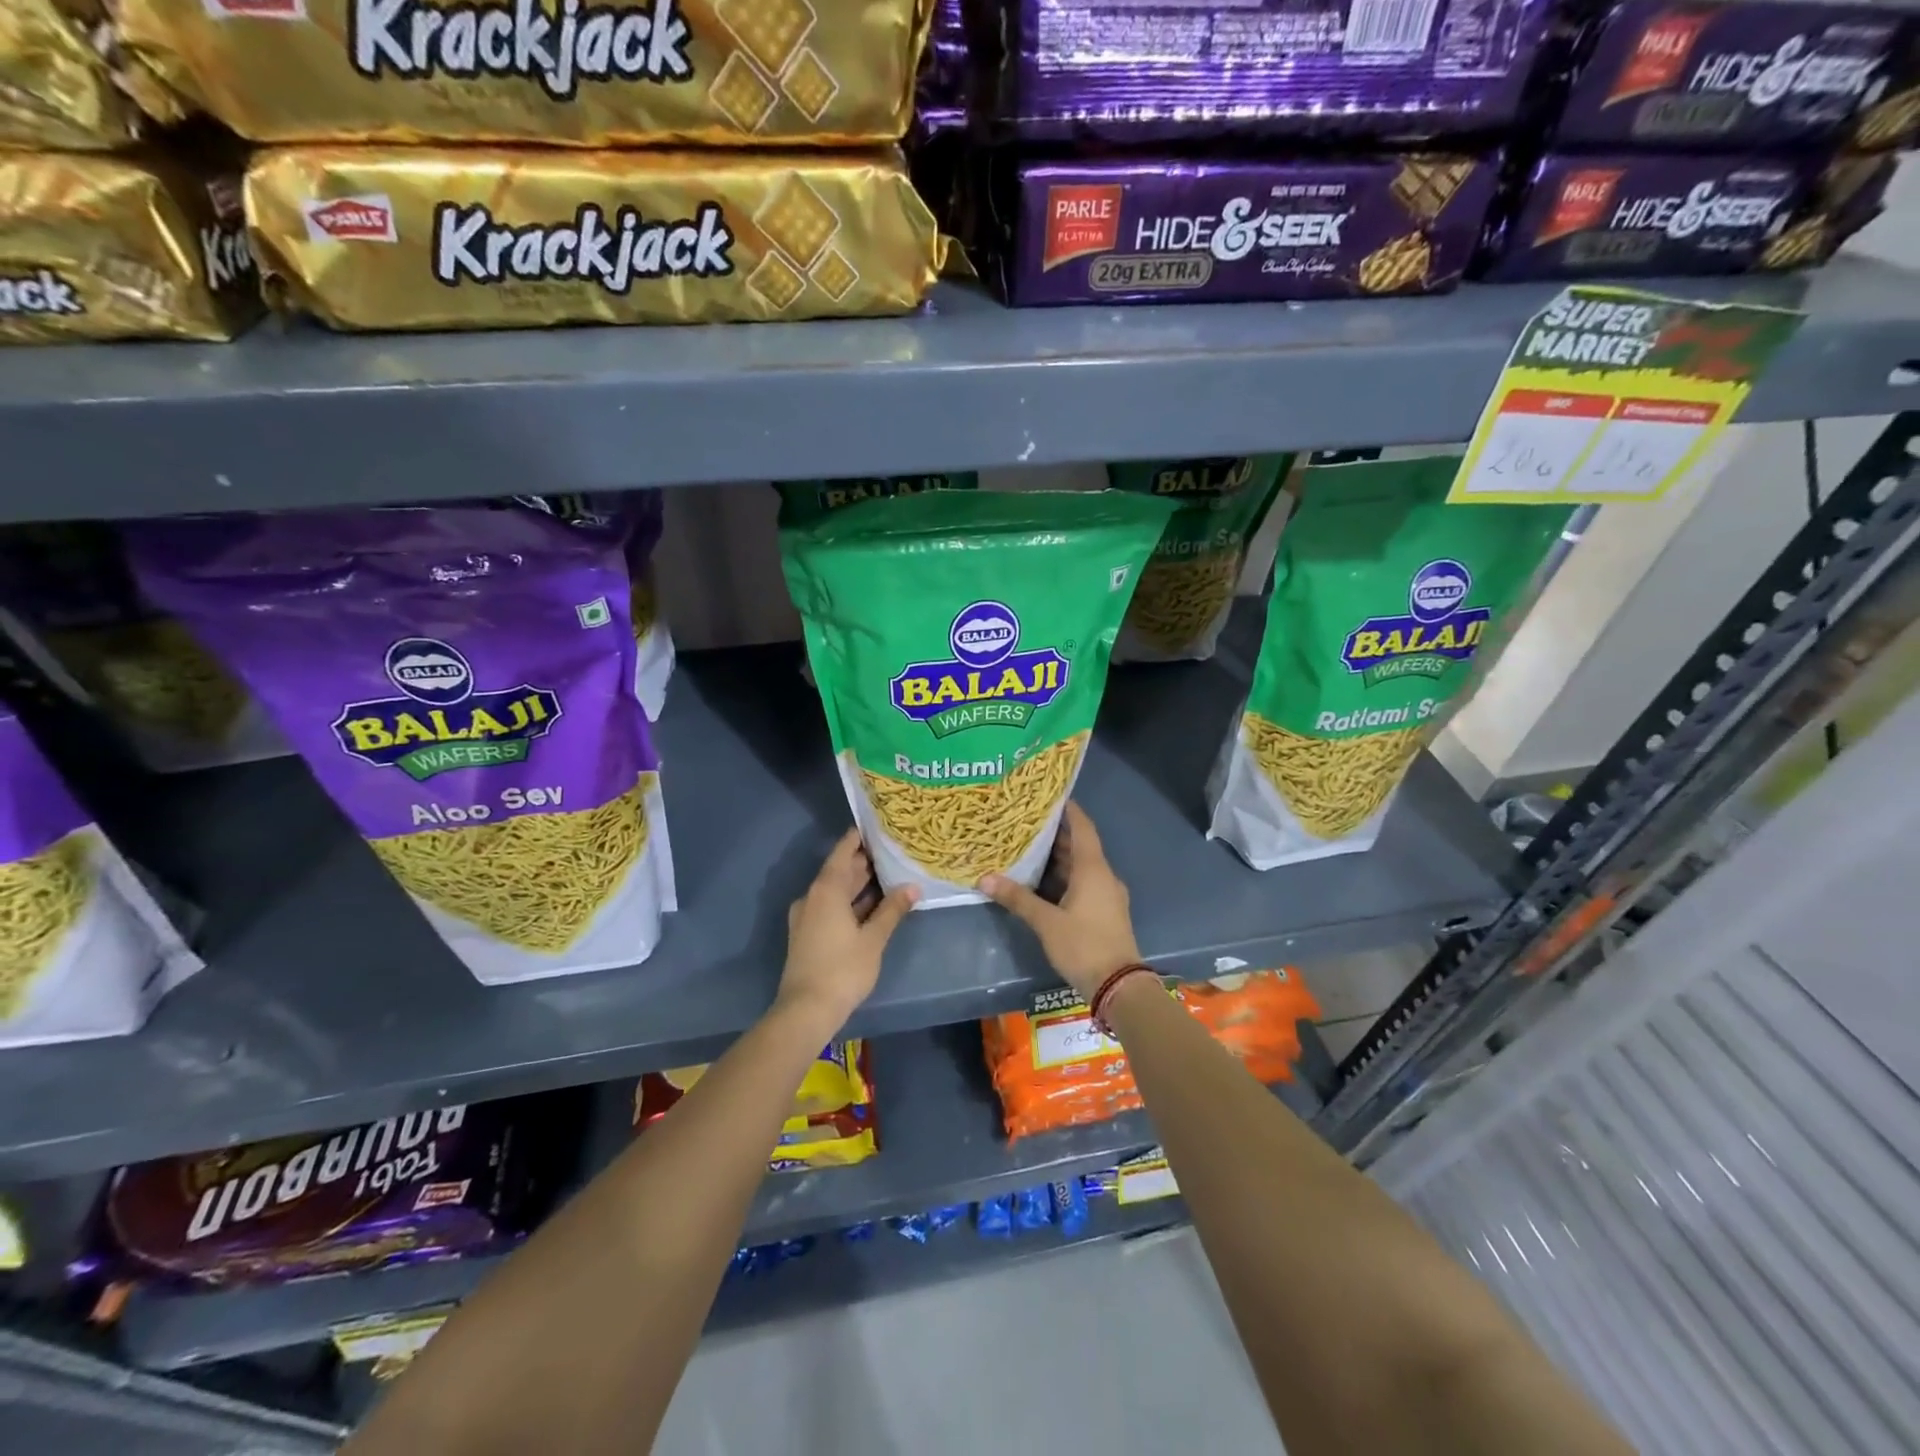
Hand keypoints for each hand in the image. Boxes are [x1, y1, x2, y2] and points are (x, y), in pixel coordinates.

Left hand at [777, 828, 917, 1032]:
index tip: (877, 826)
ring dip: (859, 883)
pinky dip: (851, 901)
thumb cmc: (843, 969)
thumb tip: (913, 886)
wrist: (806, 1010)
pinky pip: (832, 907)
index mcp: (826, 890)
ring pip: (836, 891)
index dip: (858, 838)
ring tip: (889, 873)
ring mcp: (808, 916)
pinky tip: (873, 905)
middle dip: (864, 861)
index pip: (843, 852)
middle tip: (892, 849)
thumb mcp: (873, 939)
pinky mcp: (809, 934)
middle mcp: (813, 897)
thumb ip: (892, 910)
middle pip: (839, 871)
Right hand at [980, 802, 1141, 999]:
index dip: (1068, 810)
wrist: (1118, 986)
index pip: (1082, 827)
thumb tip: (986, 878)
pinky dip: (1063, 878)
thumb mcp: (1046, 922)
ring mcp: (1106, 895)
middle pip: (1079, 846)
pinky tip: (1041, 881)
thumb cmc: (1084, 945)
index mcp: (1093, 869)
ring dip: (1058, 858)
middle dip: (1055, 835)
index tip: (1049, 796)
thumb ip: (1018, 898)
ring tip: (1027, 847)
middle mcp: (1103, 876)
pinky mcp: (1104, 912)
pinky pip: (1083, 884)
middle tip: (1026, 822)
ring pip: (1080, 868)